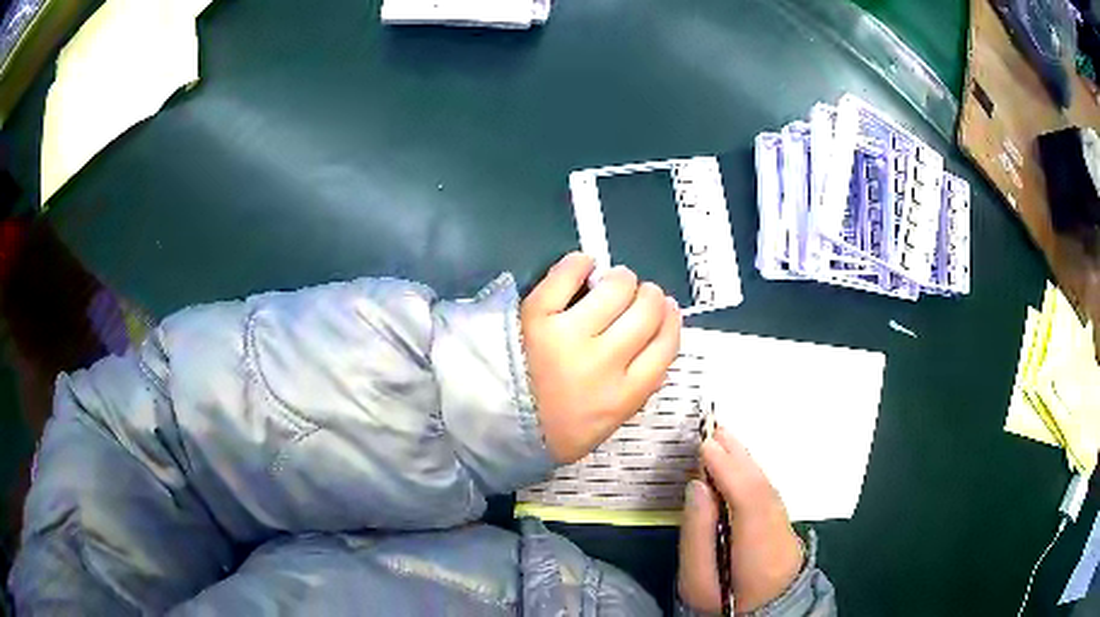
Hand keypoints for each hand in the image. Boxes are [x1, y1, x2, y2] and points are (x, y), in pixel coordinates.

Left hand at [521, 252, 681, 462]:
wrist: (495, 424)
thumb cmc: (554, 429)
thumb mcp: (607, 425)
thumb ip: (636, 393)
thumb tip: (658, 352)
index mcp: (624, 394)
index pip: (666, 345)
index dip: (671, 319)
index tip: (667, 308)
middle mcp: (604, 362)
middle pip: (646, 312)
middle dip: (650, 295)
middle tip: (640, 293)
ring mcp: (568, 336)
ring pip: (616, 289)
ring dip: (622, 278)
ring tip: (613, 280)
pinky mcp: (536, 316)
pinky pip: (567, 276)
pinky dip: (580, 264)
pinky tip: (584, 266)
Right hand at [679, 428, 803, 613]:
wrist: (761, 609)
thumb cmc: (720, 601)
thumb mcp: (696, 582)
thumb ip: (696, 535)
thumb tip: (697, 486)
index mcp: (760, 555)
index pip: (749, 503)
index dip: (730, 471)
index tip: (706, 445)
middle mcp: (781, 534)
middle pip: (762, 489)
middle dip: (737, 457)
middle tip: (712, 429)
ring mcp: (787, 528)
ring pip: (767, 487)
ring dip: (744, 460)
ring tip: (722, 436)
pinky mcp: (784, 524)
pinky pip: (767, 491)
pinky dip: (750, 472)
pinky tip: (737, 461)